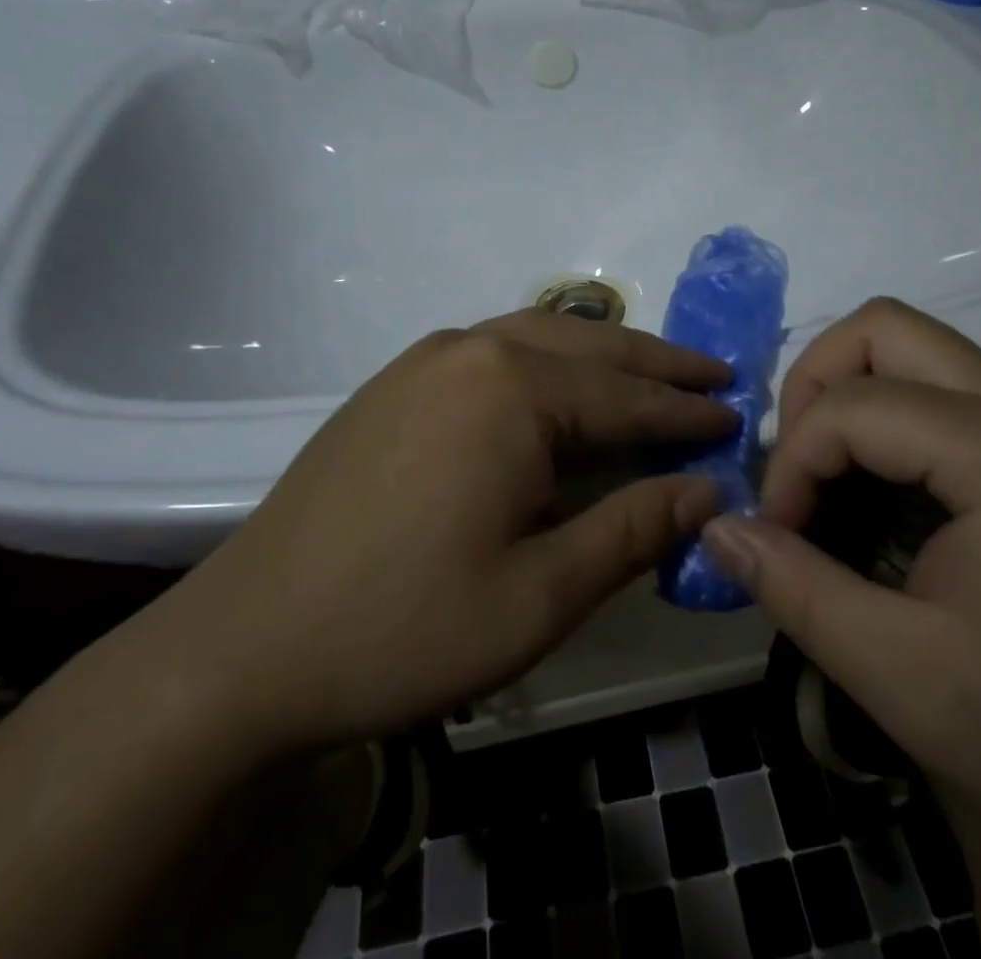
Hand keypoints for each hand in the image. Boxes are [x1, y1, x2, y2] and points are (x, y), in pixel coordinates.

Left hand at [153, 312, 736, 752]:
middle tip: (713, 374)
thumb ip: (632, 530)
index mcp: (512, 390)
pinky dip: (547, 358)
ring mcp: (426, 358)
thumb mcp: (539, 594)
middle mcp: (473, 349)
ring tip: (650, 373)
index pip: (626, 396)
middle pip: (590, 346)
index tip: (735, 416)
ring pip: (540, 335)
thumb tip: (708, 489)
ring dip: (603, 353)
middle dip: (657, 362)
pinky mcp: (396, 380)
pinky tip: (559, 383)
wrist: (245, 645)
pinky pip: (494, 348)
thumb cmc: (404, 626)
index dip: (686, 412)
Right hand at [703, 299, 980, 926]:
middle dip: (814, 384)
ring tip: (825, 480)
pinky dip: (890, 420)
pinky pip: (945, 391)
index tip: (776, 537)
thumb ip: (795, 589)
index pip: (852, 406)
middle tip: (795, 469)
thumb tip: (716, 528)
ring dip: (851, 397)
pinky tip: (878, 494)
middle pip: (884, 329)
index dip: (791, 463)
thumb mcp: (903, 675)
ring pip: (915, 350)